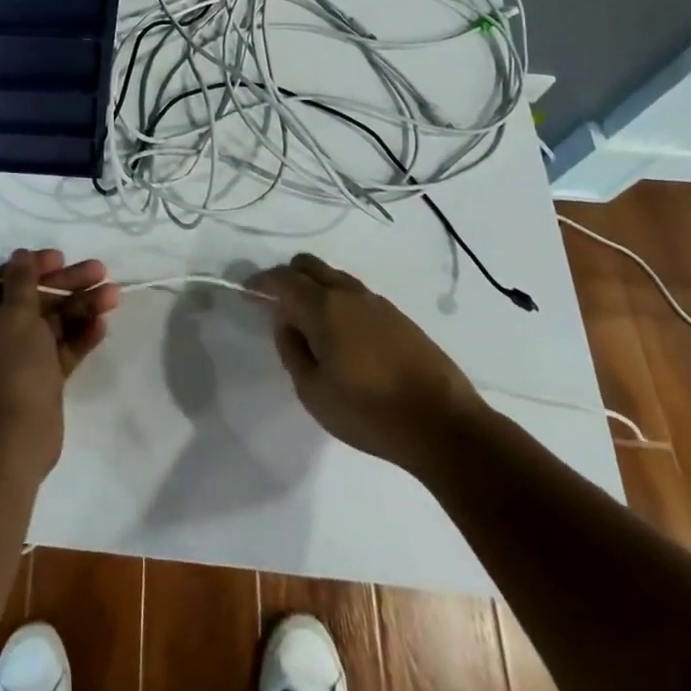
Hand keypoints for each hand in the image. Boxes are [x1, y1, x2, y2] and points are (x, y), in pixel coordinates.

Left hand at [0, 248, 119, 482]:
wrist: (14, 441)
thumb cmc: (11, 367)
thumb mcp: (15, 314)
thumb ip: (22, 280)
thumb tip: (21, 254)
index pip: (5, 277)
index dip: (34, 265)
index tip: (62, 258)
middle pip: (34, 297)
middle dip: (67, 284)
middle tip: (100, 272)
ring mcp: (18, 357)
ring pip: (52, 322)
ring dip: (81, 306)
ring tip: (113, 296)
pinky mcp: (40, 378)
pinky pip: (61, 348)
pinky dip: (80, 335)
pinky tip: (102, 325)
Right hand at [248, 253, 480, 469]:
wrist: (444, 425)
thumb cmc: (369, 411)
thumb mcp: (313, 391)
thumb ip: (292, 351)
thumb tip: (286, 324)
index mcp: (323, 306)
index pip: (282, 279)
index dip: (260, 283)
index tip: (246, 293)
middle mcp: (348, 293)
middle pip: (308, 265)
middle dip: (287, 277)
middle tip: (276, 304)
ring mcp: (377, 302)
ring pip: (334, 278)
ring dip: (315, 289)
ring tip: (308, 323)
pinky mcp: (399, 317)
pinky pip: (356, 296)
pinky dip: (338, 303)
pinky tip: (341, 335)